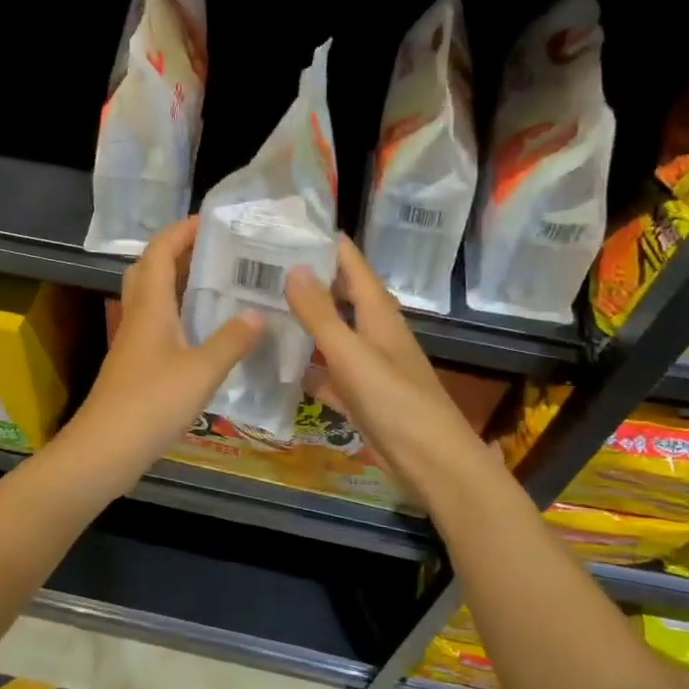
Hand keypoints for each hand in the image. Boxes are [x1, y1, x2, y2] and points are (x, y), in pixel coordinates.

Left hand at [62, 218, 262, 482]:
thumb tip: (258, 314)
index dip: (181, 231)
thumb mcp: (201, 372)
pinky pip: (158, 325)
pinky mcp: (135, 366)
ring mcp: (133, 342)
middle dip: (178, 253)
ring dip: (179, 284)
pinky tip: (206, 332)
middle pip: (150, 270)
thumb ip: (231, 341)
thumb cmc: (151, 403)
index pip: (160, 252)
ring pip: (153, 299)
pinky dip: (179, 316)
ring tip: (218, 284)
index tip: (211, 221)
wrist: (105, 449)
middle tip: (216, 251)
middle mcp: (138, 317)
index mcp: (150, 307)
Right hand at [284, 237, 497, 502]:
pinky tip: (276, 367)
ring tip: (258, 309)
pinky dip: (305, 368)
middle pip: (338, 295)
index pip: (350, 262)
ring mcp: (366, 365)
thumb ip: (321, 314)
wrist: (431, 462)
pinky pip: (326, 373)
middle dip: (304, 280)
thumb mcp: (353, 354)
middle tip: (257, 268)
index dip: (323, 242)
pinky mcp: (359, 396)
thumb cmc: (395, 402)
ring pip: (329, 334)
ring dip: (301, 323)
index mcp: (378, 313)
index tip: (282, 226)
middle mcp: (373, 332)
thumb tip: (292, 268)